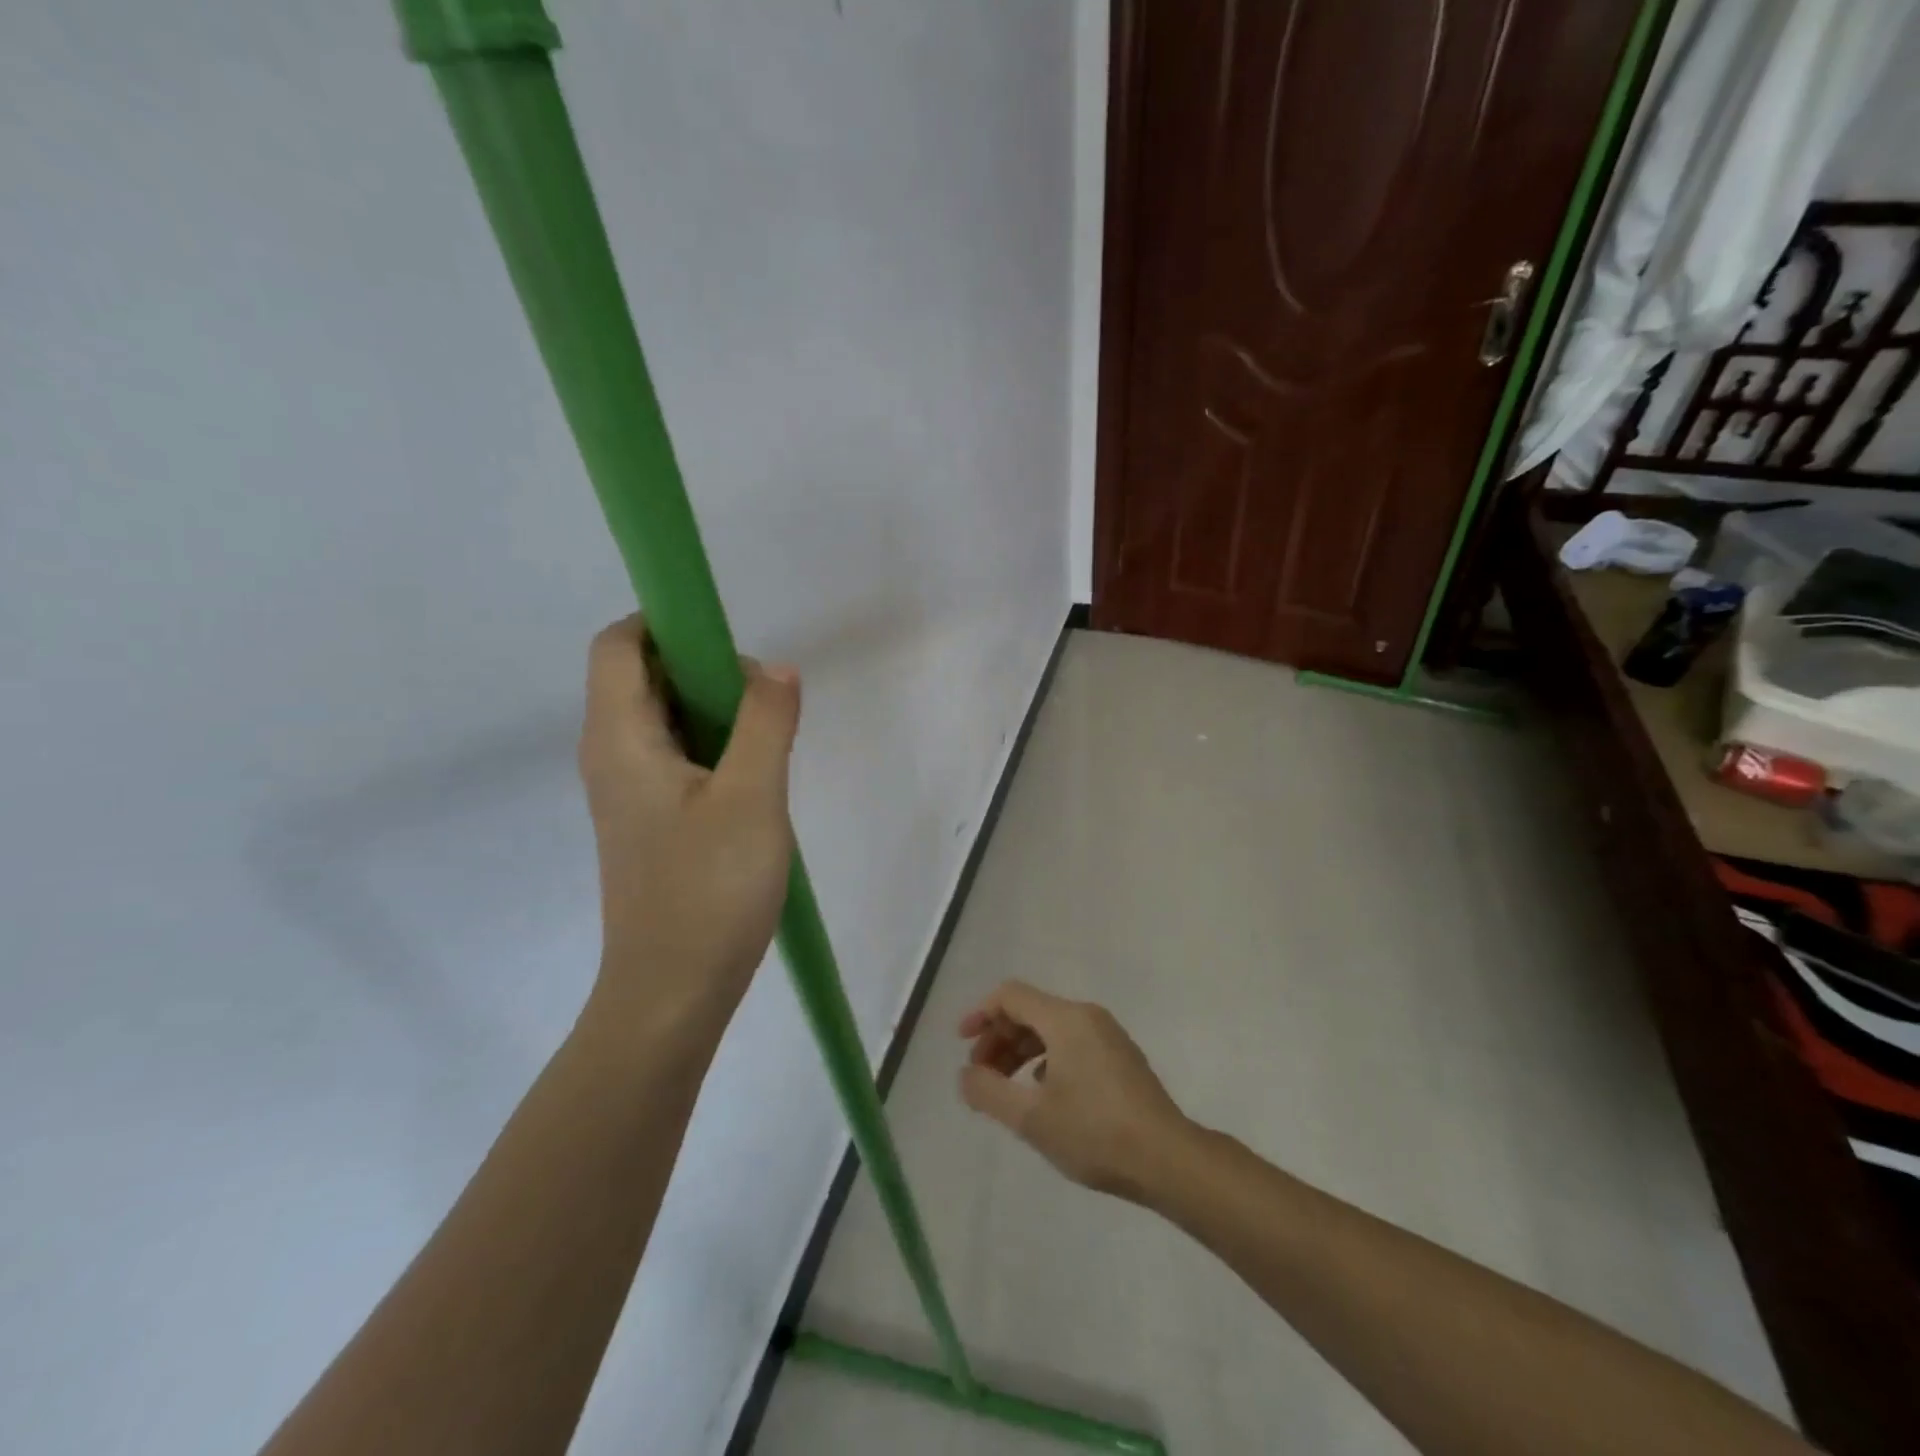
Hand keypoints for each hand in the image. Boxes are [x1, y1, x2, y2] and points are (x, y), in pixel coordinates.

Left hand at [576, 616, 799, 1042]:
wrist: (673, 992)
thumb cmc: (708, 890)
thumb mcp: (752, 797)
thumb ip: (765, 722)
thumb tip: (775, 669)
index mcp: (619, 738)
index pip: (620, 644)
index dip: (667, 624)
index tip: (728, 644)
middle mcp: (611, 755)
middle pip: (643, 676)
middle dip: (704, 669)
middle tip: (763, 703)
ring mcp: (629, 791)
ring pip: (666, 719)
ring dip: (716, 712)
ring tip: (766, 744)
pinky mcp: (650, 820)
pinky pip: (677, 757)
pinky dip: (714, 748)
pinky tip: (755, 781)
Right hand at [957, 981, 1190, 1200]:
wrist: (1168, 1159)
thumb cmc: (1095, 1133)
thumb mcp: (1031, 1118)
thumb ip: (988, 1092)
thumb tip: (965, 1074)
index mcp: (1065, 1019)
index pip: (1011, 996)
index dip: (981, 1014)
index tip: (962, 1044)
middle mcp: (1087, 1016)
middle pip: (1031, 1010)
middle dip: (999, 1038)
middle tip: (981, 1075)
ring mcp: (1108, 1036)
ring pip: (1051, 1028)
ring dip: (1021, 1051)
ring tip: (1006, 1089)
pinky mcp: (1121, 1057)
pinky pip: (1072, 1043)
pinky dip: (1046, 1059)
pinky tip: (1043, 1095)